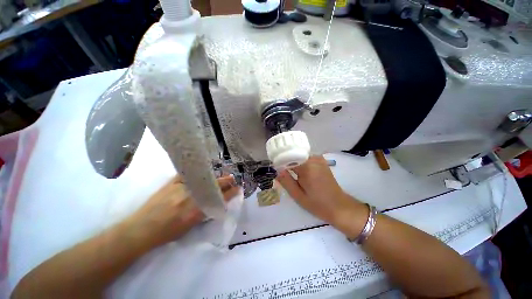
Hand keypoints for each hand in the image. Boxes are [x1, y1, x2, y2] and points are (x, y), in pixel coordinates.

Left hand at [126, 175, 239, 248]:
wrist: (142, 229)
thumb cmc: (168, 232)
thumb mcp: (191, 225)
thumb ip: (205, 212)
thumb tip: (217, 202)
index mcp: (198, 210)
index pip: (221, 198)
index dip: (232, 192)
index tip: (238, 188)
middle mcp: (193, 196)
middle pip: (216, 185)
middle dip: (227, 181)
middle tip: (232, 179)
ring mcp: (183, 186)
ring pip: (206, 178)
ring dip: (216, 177)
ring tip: (221, 176)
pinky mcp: (173, 181)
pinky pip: (190, 173)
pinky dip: (199, 172)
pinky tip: (203, 171)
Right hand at [276, 156, 366, 236]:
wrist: (339, 206)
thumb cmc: (317, 203)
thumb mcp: (298, 195)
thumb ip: (286, 181)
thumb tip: (277, 170)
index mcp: (307, 166)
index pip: (288, 158)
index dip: (281, 163)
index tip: (277, 171)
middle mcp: (313, 158)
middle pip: (294, 155)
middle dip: (287, 164)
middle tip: (283, 175)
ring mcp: (319, 159)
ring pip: (300, 157)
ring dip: (294, 164)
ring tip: (291, 175)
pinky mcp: (321, 161)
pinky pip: (306, 158)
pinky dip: (301, 163)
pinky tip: (300, 173)